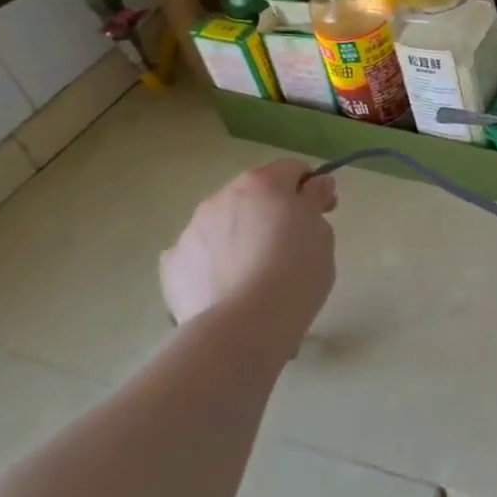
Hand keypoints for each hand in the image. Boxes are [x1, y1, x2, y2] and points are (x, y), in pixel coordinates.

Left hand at [159, 161, 338, 344]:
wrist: (244, 326)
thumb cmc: (296, 273)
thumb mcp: (323, 233)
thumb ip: (314, 203)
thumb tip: (313, 187)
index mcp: (263, 183)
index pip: (293, 170)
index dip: (311, 189)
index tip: (322, 214)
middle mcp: (222, 196)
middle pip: (254, 194)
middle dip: (271, 211)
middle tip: (290, 246)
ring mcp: (192, 229)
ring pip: (224, 222)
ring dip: (240, 234)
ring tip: (255, 273)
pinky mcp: (173, 263)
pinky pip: (201, 254)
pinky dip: (214, 262)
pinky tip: (228, 287)